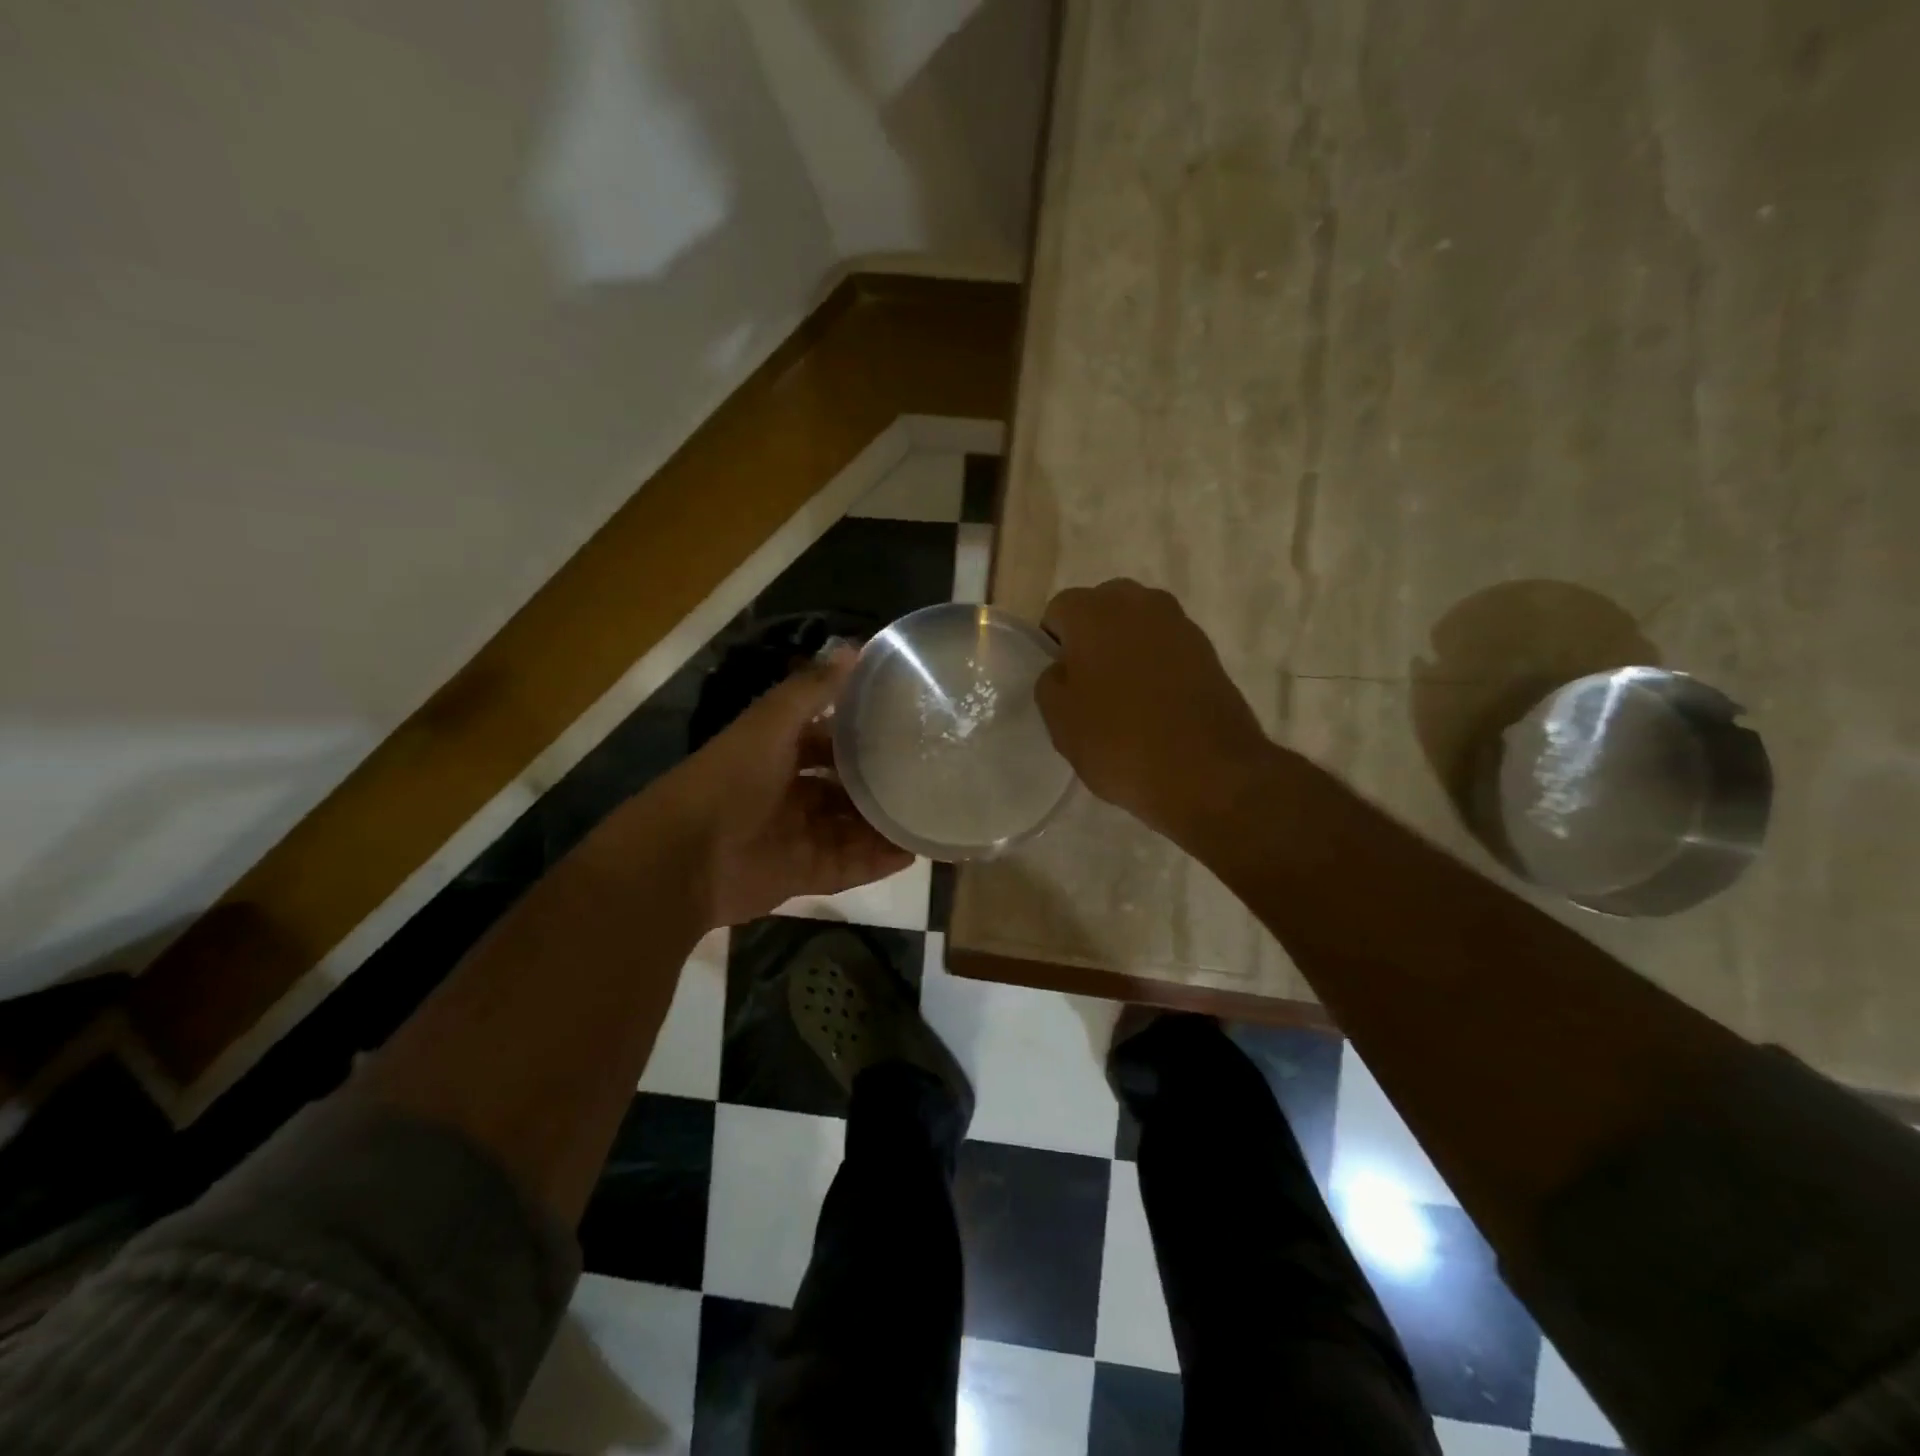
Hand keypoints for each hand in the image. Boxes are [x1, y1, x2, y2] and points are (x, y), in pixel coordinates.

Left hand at [640, 649, 912, 927]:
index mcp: (778, 754)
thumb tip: (855, 646)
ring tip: (930, 816)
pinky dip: (877, 861)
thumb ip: (812, 690)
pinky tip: (912, 853)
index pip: (826, 740)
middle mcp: (790, 793)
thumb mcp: (771, 725)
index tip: (904, 726)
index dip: (860, 734)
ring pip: (851, 828)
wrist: (687, 858)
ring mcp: (797, 836)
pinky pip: (848, 866)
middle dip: (878, 784)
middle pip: (843, 788)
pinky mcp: (802, 874)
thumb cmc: (731, 780)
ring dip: (885, 824)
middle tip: (928, 776)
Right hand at [1037, 580, 1272, 838]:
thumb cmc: (1120, 741)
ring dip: (1126, 649)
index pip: (1059, 611)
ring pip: (1137, 625)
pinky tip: (1157, 704)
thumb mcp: (1059, 720)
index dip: (1053, 645)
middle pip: (1102, 608)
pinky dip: (1156, 665)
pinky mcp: (1208, 650)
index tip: (1061, 682)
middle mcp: (1139, 602)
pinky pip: (1167, 647)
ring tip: (1126, 696)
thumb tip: (1065, 668)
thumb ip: (1051, 681)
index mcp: (1094, 612)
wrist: (1208, 772)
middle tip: (1089, 685)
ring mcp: (1180, 624)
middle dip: (1092, 638)